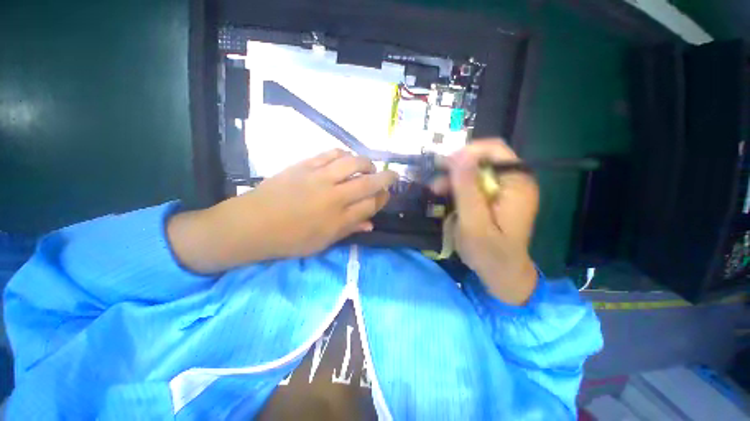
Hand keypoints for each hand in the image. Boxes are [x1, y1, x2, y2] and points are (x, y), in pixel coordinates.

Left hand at [168, 150, 397, 272]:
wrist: (252, 224)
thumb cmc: (289, 240)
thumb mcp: (322, 243)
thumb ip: (349, 230)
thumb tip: (370, 224)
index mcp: (338, 219)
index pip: (371, 205)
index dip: (383, 198)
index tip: (387, 195)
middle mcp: (334, 196)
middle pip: (369, 182)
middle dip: (386, 177)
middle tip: (393, 175)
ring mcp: (319, 177)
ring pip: (353, 163)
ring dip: (367, 163)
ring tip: (369, 166)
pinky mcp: (305, 165)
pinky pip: (331, 153)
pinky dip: (344, 154)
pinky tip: (347, 158)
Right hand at [432, 139, 538, 304]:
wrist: (501, 273)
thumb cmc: (489, 253)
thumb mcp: (474, 222)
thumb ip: (467, 189)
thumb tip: (459, 155)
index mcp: (517, 183)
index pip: (495, 149)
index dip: (467, 152)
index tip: (443, 164)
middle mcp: (514, 181)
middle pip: (483, 160)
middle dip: (457, 167)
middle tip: (436, 179)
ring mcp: (504, 190)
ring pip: (475, 172)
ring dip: (454, 178)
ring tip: (436, 189)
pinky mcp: (494, 198)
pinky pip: (474, 184)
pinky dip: (458, 187)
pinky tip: (445, 194)